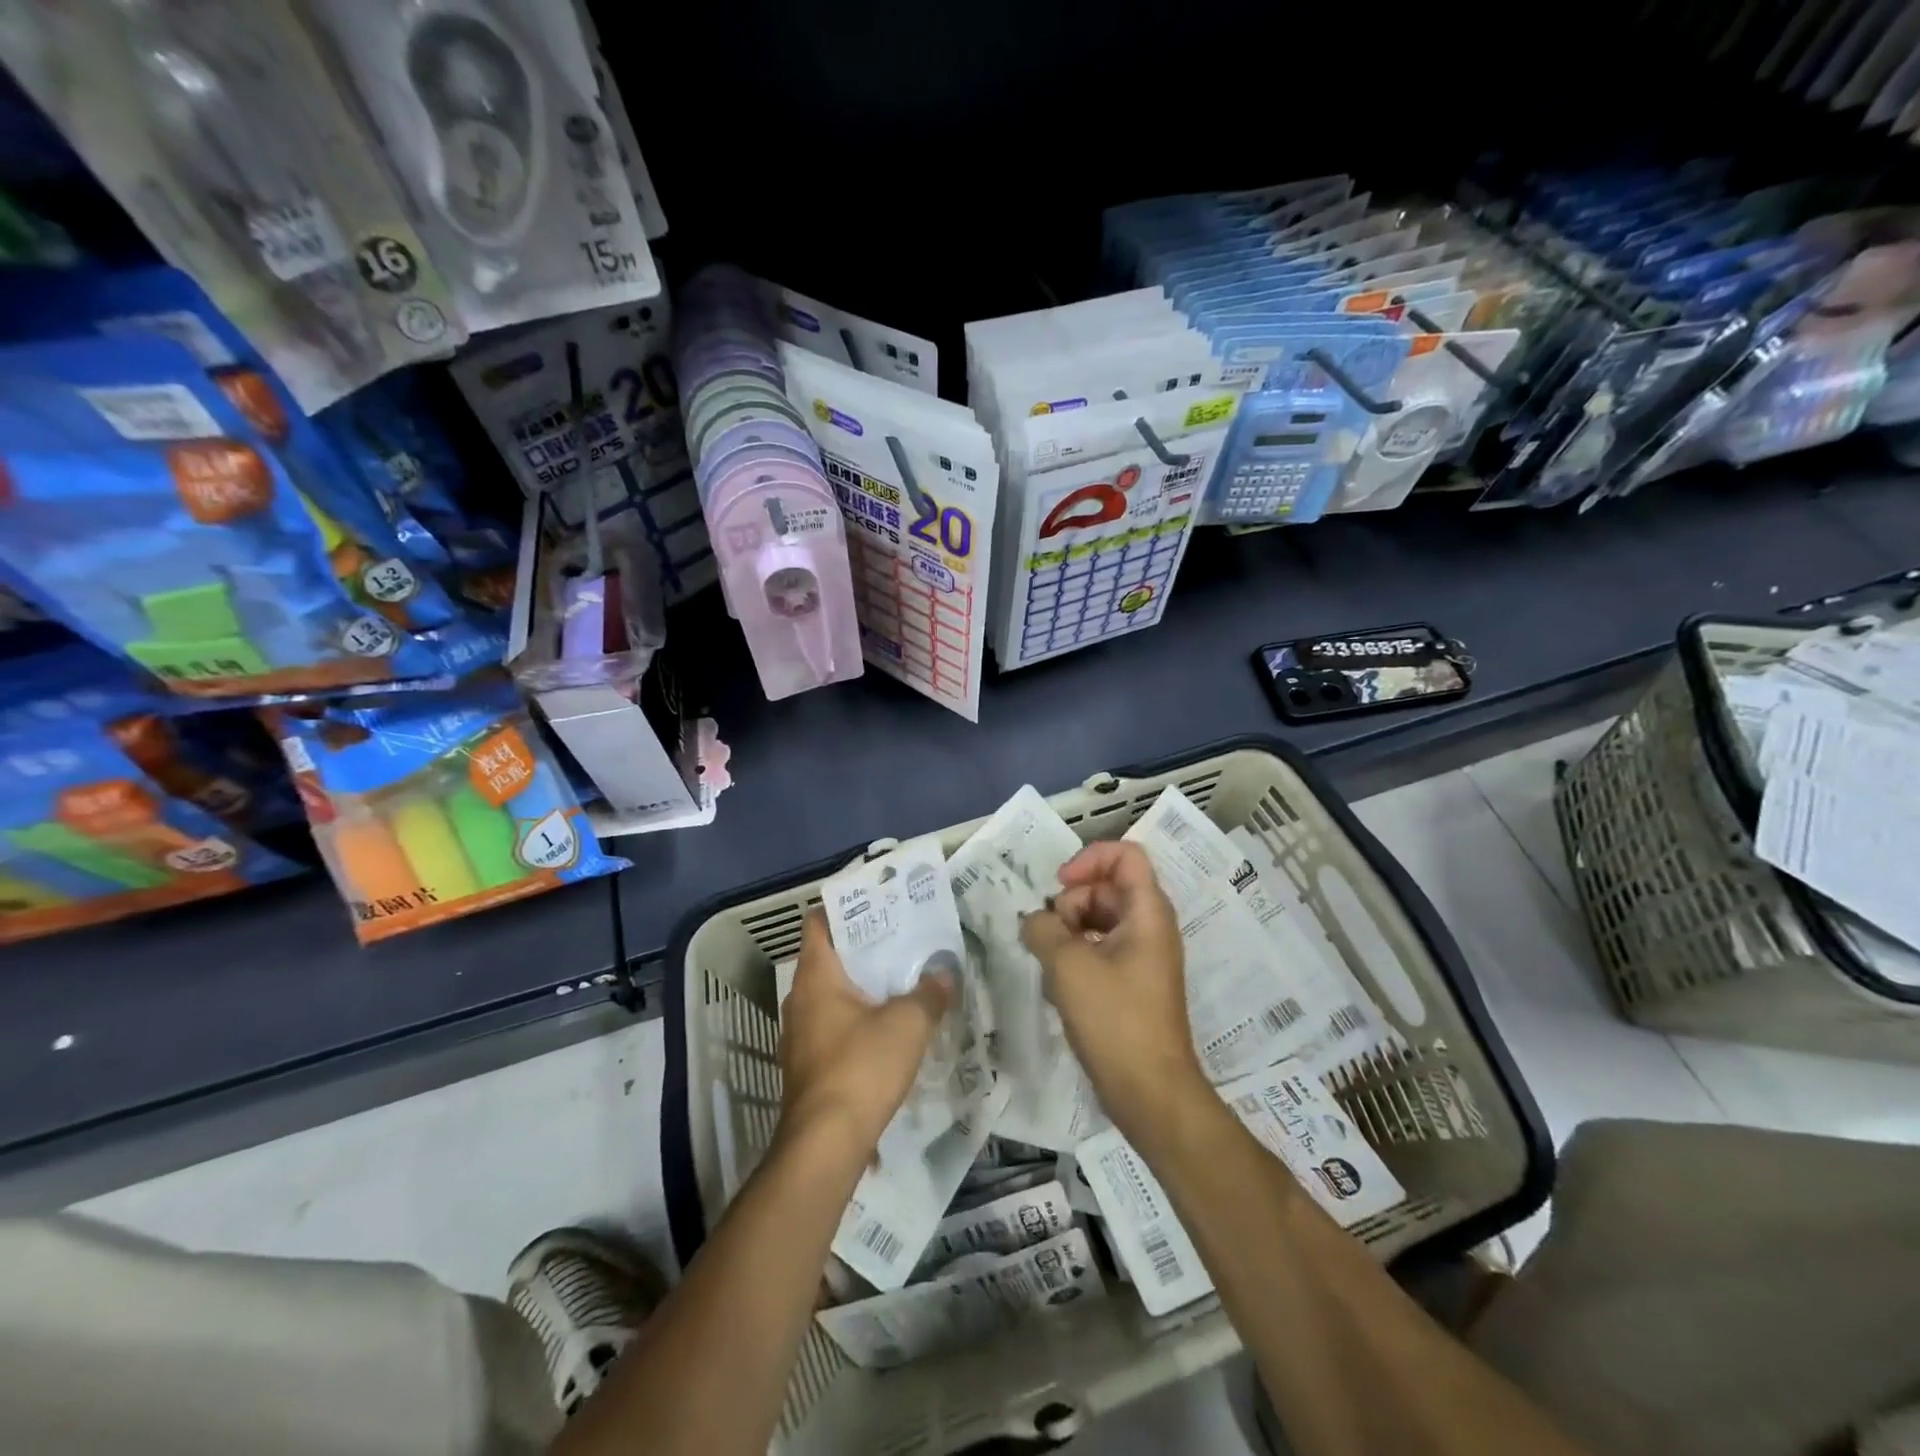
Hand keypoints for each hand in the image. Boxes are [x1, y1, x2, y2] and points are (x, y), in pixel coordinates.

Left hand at [779, 909, 953, 1157]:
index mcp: (816, 977)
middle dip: (862, 948)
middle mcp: (799, 1000)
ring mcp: (798, 1036)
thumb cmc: (861, 1067)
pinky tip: (885, 1032)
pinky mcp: (806, 1067)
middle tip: (900, 940)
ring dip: (860, 988)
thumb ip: (929, 993)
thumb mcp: (908, 1024)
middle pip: (828, 959)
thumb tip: (944, 974)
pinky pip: (831, 1028)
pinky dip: (854, 1020)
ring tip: (898, 982)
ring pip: (830, 996)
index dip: (844, 908)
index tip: (877, 905)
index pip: (818, 923)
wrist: (825, 1145)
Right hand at [1019, 841, 1209, 1141]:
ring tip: (1049, 961)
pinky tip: (1057, 983)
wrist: (1150, 1092)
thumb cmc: (1114, 1019)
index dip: (1089, 858)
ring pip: (1100, 919)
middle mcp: (1150, 927)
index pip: (1126, 854)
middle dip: (1071, 902)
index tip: (1059, 884)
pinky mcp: (1132, 983)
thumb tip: (1033, 919)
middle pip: (1107, 887)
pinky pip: (1101, 948)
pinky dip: (1076, 954)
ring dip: (1068, 930)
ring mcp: (1142, 956)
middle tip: (1048, 934)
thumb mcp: (1068, 966)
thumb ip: (1043, 928)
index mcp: (1147, 912)